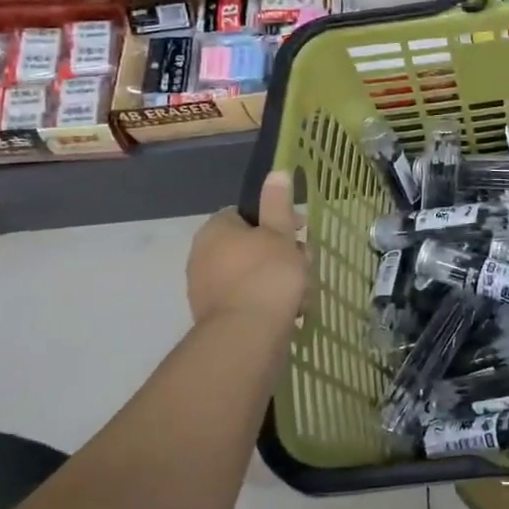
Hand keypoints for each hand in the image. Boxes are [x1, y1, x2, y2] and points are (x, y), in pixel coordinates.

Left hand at [186, 172, 306, 325]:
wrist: (247, 336)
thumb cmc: (267, 275)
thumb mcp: (280, 233)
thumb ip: (278, 204)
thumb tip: (275, 172)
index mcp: (215, 230)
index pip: (245, 214)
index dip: (276, 219)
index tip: (300, 230)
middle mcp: (202, 256)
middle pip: (251, 245)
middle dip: (282, 253)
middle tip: (305, 264)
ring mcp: (206, 289)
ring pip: (252, 274)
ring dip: (279, 279)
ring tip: (303, 293)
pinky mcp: (216, 317)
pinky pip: (247, 299)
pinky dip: (268, 302)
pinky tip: (291, 312)